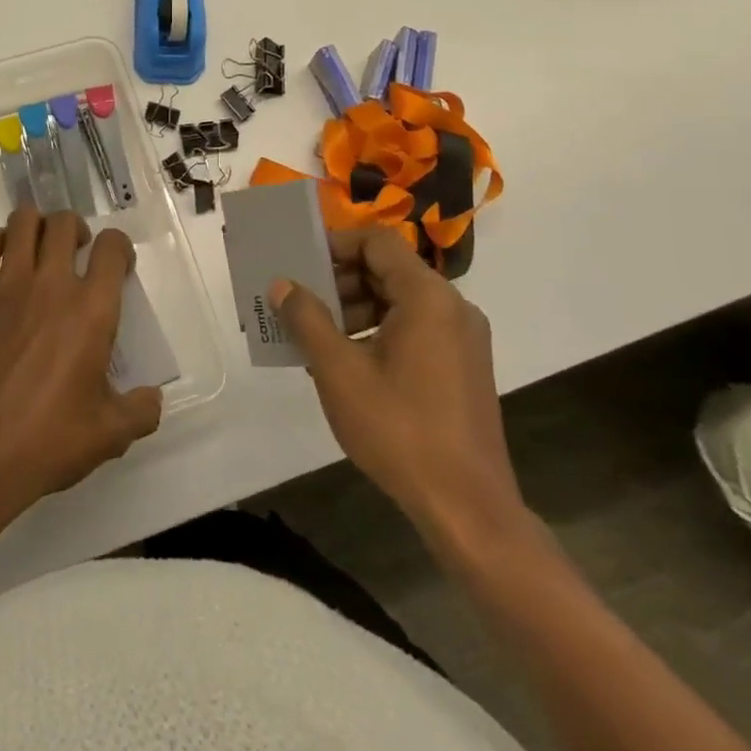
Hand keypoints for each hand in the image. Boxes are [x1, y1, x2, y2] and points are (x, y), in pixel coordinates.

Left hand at [0, 207, 162, 521]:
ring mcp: (8, 286)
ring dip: (38, 226)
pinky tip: (4, 261)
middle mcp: (52, 285)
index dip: (119, 247)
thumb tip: (152, 398)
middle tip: (78, 253)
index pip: (112, 246)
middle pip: (65, 223)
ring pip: (23, 222)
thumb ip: (141, 411)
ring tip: (41, 248)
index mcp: (91, 310)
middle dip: (77, 230)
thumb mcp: (111, 433)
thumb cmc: (50, 440)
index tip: (118, 266)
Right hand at [272, 231, 532, 560]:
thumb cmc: (399, 430)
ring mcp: (464, 338)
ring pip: (401, 301)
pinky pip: (416, 328)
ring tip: (317, 336)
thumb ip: (307, 319)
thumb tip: (283, 284)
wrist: (467, 507)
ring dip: (356, 308)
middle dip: (340, 280)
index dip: (336, 244)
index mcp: (428, 297)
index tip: (300, 263)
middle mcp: (453, 307)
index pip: (378, 242)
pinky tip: (348, 362)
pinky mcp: (464, 366)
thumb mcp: (339, 371)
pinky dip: (379, 330)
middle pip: (389, 270)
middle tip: (301, 302)